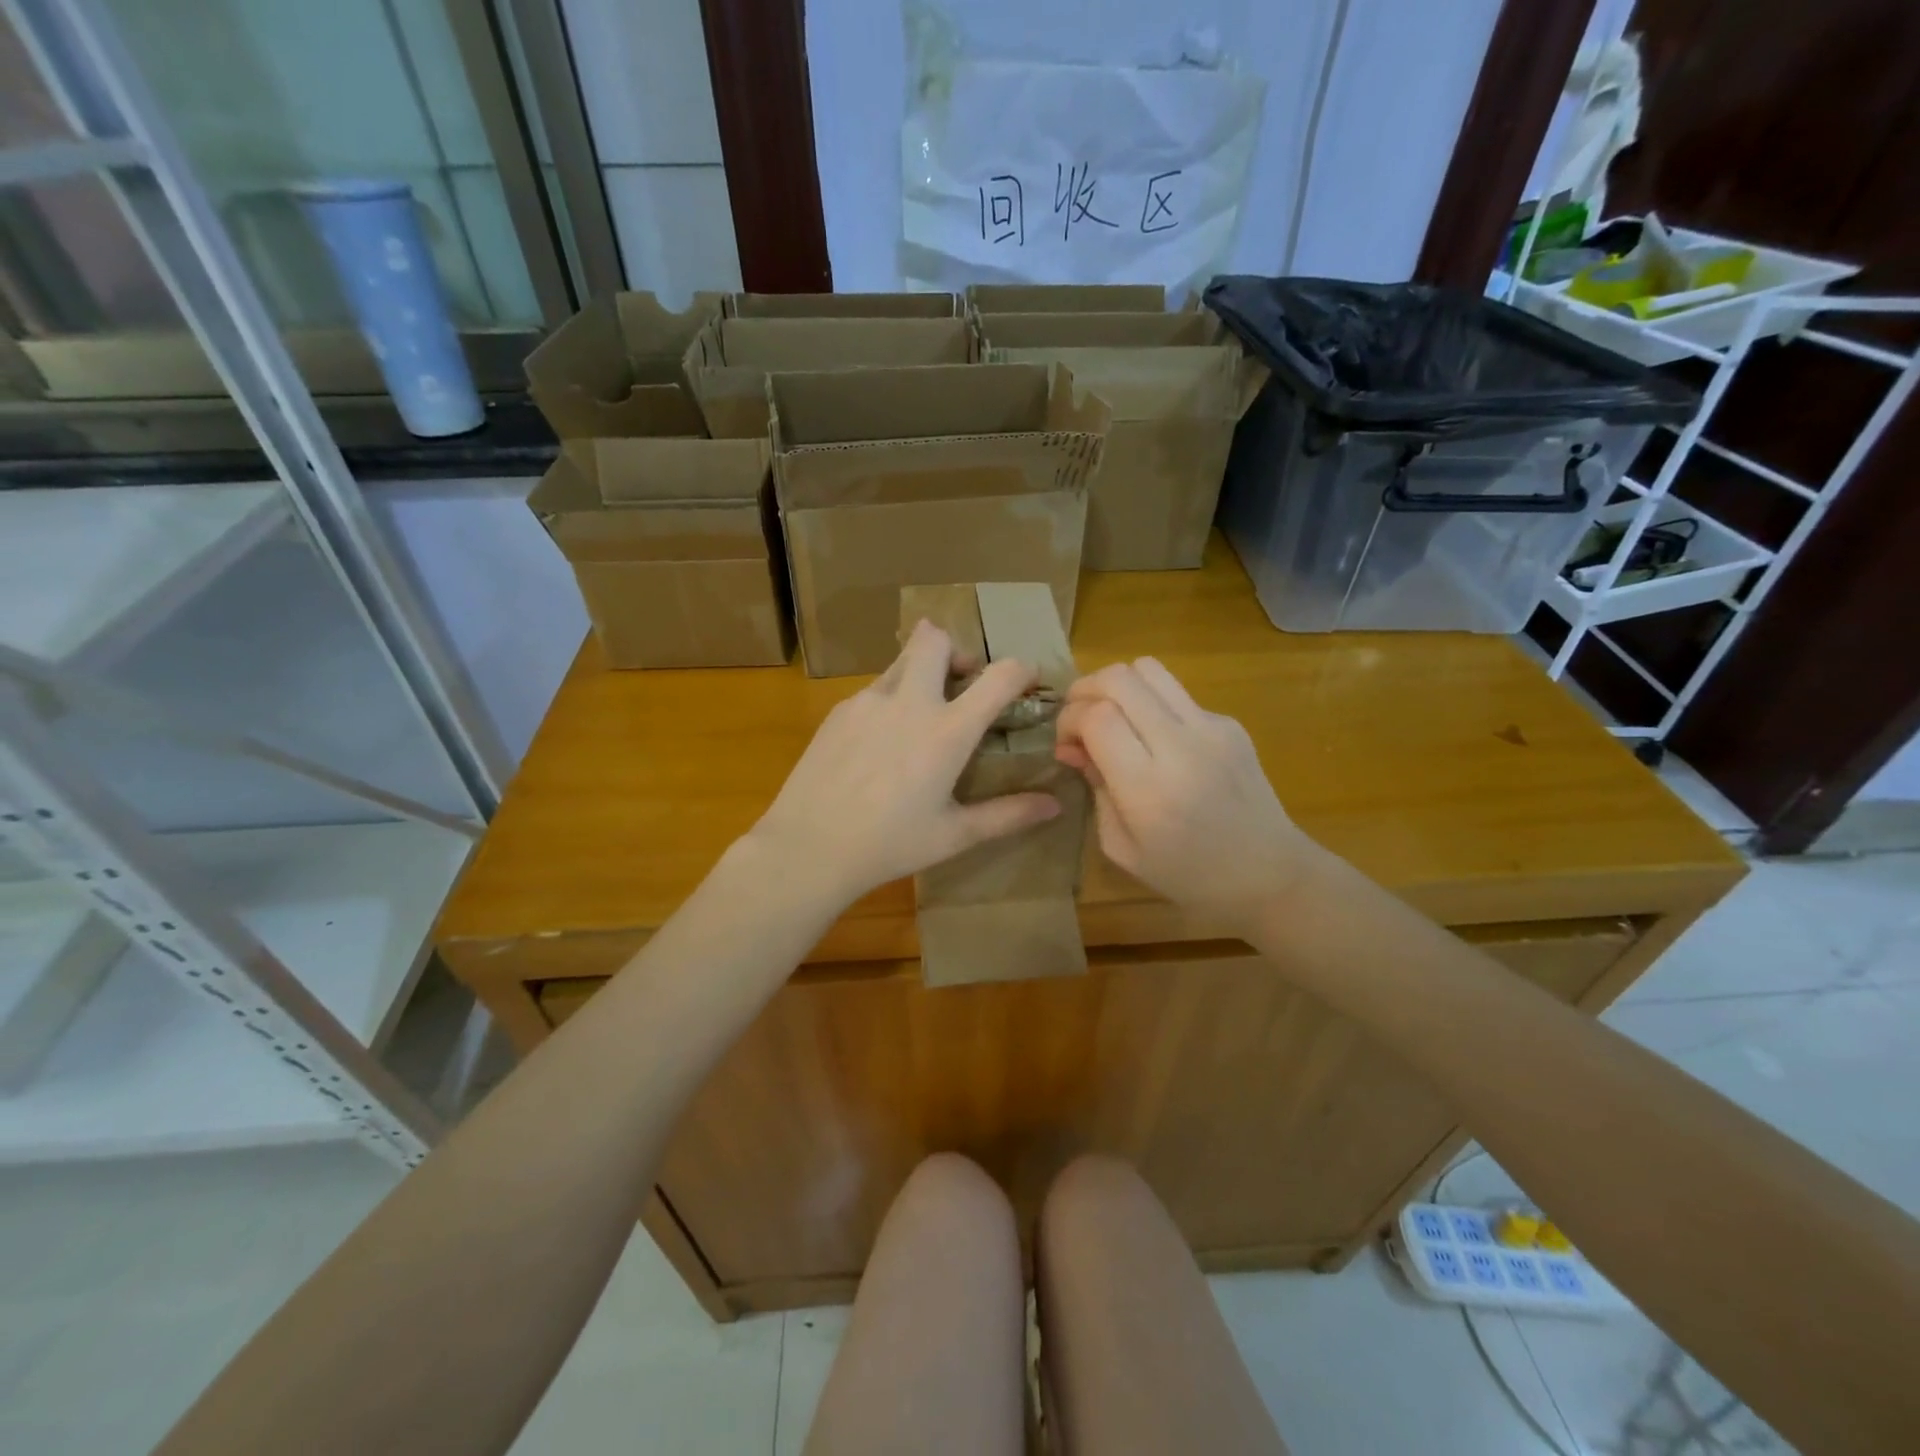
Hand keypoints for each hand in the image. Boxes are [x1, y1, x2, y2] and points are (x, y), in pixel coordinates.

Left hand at [746, 620, 1062, 907]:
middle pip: (934, 638)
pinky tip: (879, 745)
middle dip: (955, 649)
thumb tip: (1054, 804)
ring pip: (901, 660)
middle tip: (960, 684)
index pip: (998, 676)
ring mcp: (868, 701)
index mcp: (947, 731)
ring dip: (920, 672)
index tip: (1027, 680)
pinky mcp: (838, 711)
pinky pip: (873, 690)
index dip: (1021, 669)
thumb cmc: (889, 845)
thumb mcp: (954, 835)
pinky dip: (890, 700)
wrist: (808, 847)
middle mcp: (909, 702)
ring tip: (920, 716)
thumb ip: (1007, 815)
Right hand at [1054, 658, 1317, 934]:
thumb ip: (1094, 789)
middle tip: (1079, 717)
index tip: (1066, 743)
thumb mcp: (1121, 847)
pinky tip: (1156, 739)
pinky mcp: (1229, 723)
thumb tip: (1074, 746)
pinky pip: (1176, 693)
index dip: (1069, 719)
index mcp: (1148, 789)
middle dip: (1085, 689)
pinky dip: (1151, 704)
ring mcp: (1211, 728)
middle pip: (1120, 678)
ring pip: (1149, 668)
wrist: (1269, 873)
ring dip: (1118, 684)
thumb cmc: (1188, 875)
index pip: (1097, 716)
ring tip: (1111, 713)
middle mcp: (1180, 747)